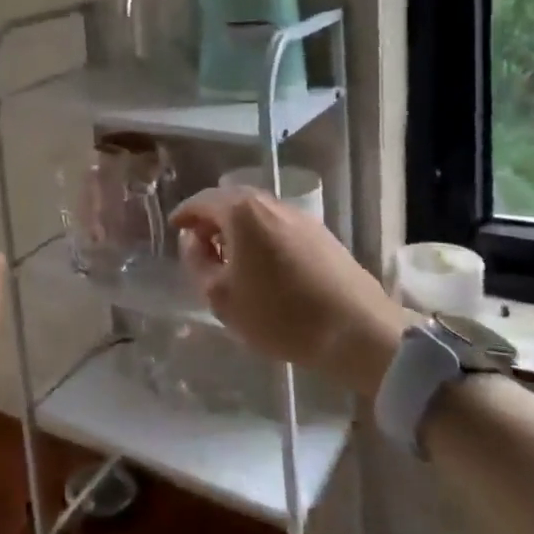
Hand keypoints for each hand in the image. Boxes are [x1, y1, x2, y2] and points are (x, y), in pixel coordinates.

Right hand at [170, 186, 410, 398]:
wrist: (359, 332)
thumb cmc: (281, 314)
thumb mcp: (222, 297)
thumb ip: (197, 262)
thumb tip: (193, 240)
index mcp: (242, 211)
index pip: (202, 201)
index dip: (184, 214)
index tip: (174, 228)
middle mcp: (271, 204)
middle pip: (231, 201)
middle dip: (211, 218)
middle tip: (198, 243)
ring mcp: (300, 217)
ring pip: (257, 214)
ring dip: (237, 229)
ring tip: (229, 258)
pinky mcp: (322, 236)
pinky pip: (278, 227)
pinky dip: (261, 237)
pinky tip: (262, 265)